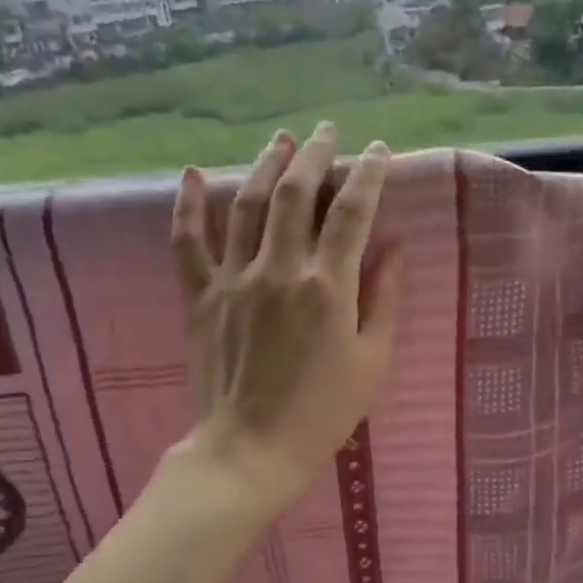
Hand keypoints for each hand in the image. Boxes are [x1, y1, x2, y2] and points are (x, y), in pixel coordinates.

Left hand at [171, 123, 405, 510]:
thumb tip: (394, 247)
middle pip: (296, 193)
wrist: (251, 450)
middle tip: (329, 132)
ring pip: (246, 203)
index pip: (352, 212)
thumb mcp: (373, 362)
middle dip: (317, 155)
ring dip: (266, 164)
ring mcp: (233, 279)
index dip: (368, 175)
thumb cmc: (323, 413)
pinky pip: (188, 242)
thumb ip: (386, 299)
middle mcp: (278, 269)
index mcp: (327, 287)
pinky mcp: (201, 296)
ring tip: (283, 140)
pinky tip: (191, 174)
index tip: (378, 152)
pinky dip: (187, 205)